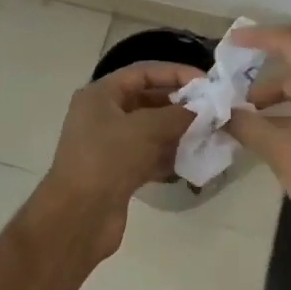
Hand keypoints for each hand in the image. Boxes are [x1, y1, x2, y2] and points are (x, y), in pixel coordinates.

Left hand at [37, 62, 199, 260]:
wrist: (79, 217)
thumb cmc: (109, 159)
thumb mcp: (146, 129)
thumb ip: (177, 114)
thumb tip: (201, 110)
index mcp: (100, 95)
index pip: (143, 72)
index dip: (175, 73)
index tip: (206, 82)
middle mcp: (102, 115)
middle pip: (147, 100)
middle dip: (179, 104)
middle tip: (212, 110)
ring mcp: (109, 145)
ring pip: (149, 130)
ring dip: (177, 131)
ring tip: (208, 133)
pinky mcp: (117, 172)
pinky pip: (148, 155)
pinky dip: (168, 155)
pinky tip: (192, 159)